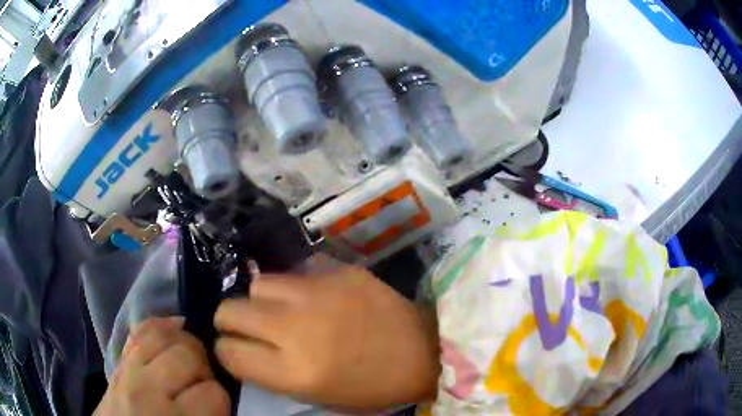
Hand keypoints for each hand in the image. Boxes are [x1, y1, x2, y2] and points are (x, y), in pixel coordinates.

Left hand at [94, 317, 229, 415]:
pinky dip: (158, 326)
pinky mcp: (116, 362)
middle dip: (203, 365)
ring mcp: (127, 371)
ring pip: (160, 336)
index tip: (218, 404)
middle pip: (186, 355)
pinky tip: (174, 327)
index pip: (211, 392)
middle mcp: (146, 390)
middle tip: (204, 380)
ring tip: (191, 356)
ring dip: (184, 342)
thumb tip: (218, 394)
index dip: (220, 396)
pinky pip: (137, 332)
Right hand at [214, 256, 440, 409]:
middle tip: (246, 327)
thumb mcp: (316, 395)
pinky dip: (295, 287)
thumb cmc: (371, 387)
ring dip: (262, 300)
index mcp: (293, 372)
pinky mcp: (339, 272)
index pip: (228, 352)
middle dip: (230, 321)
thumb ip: (271, 372)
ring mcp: (318, 294)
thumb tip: (242, 346)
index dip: (226, 351)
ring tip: (281, 310)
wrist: (424, 351)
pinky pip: (296, 272)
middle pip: (229, 311)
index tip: (234, 350)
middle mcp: (296, 329)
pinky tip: (313, 297)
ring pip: (258, 284)